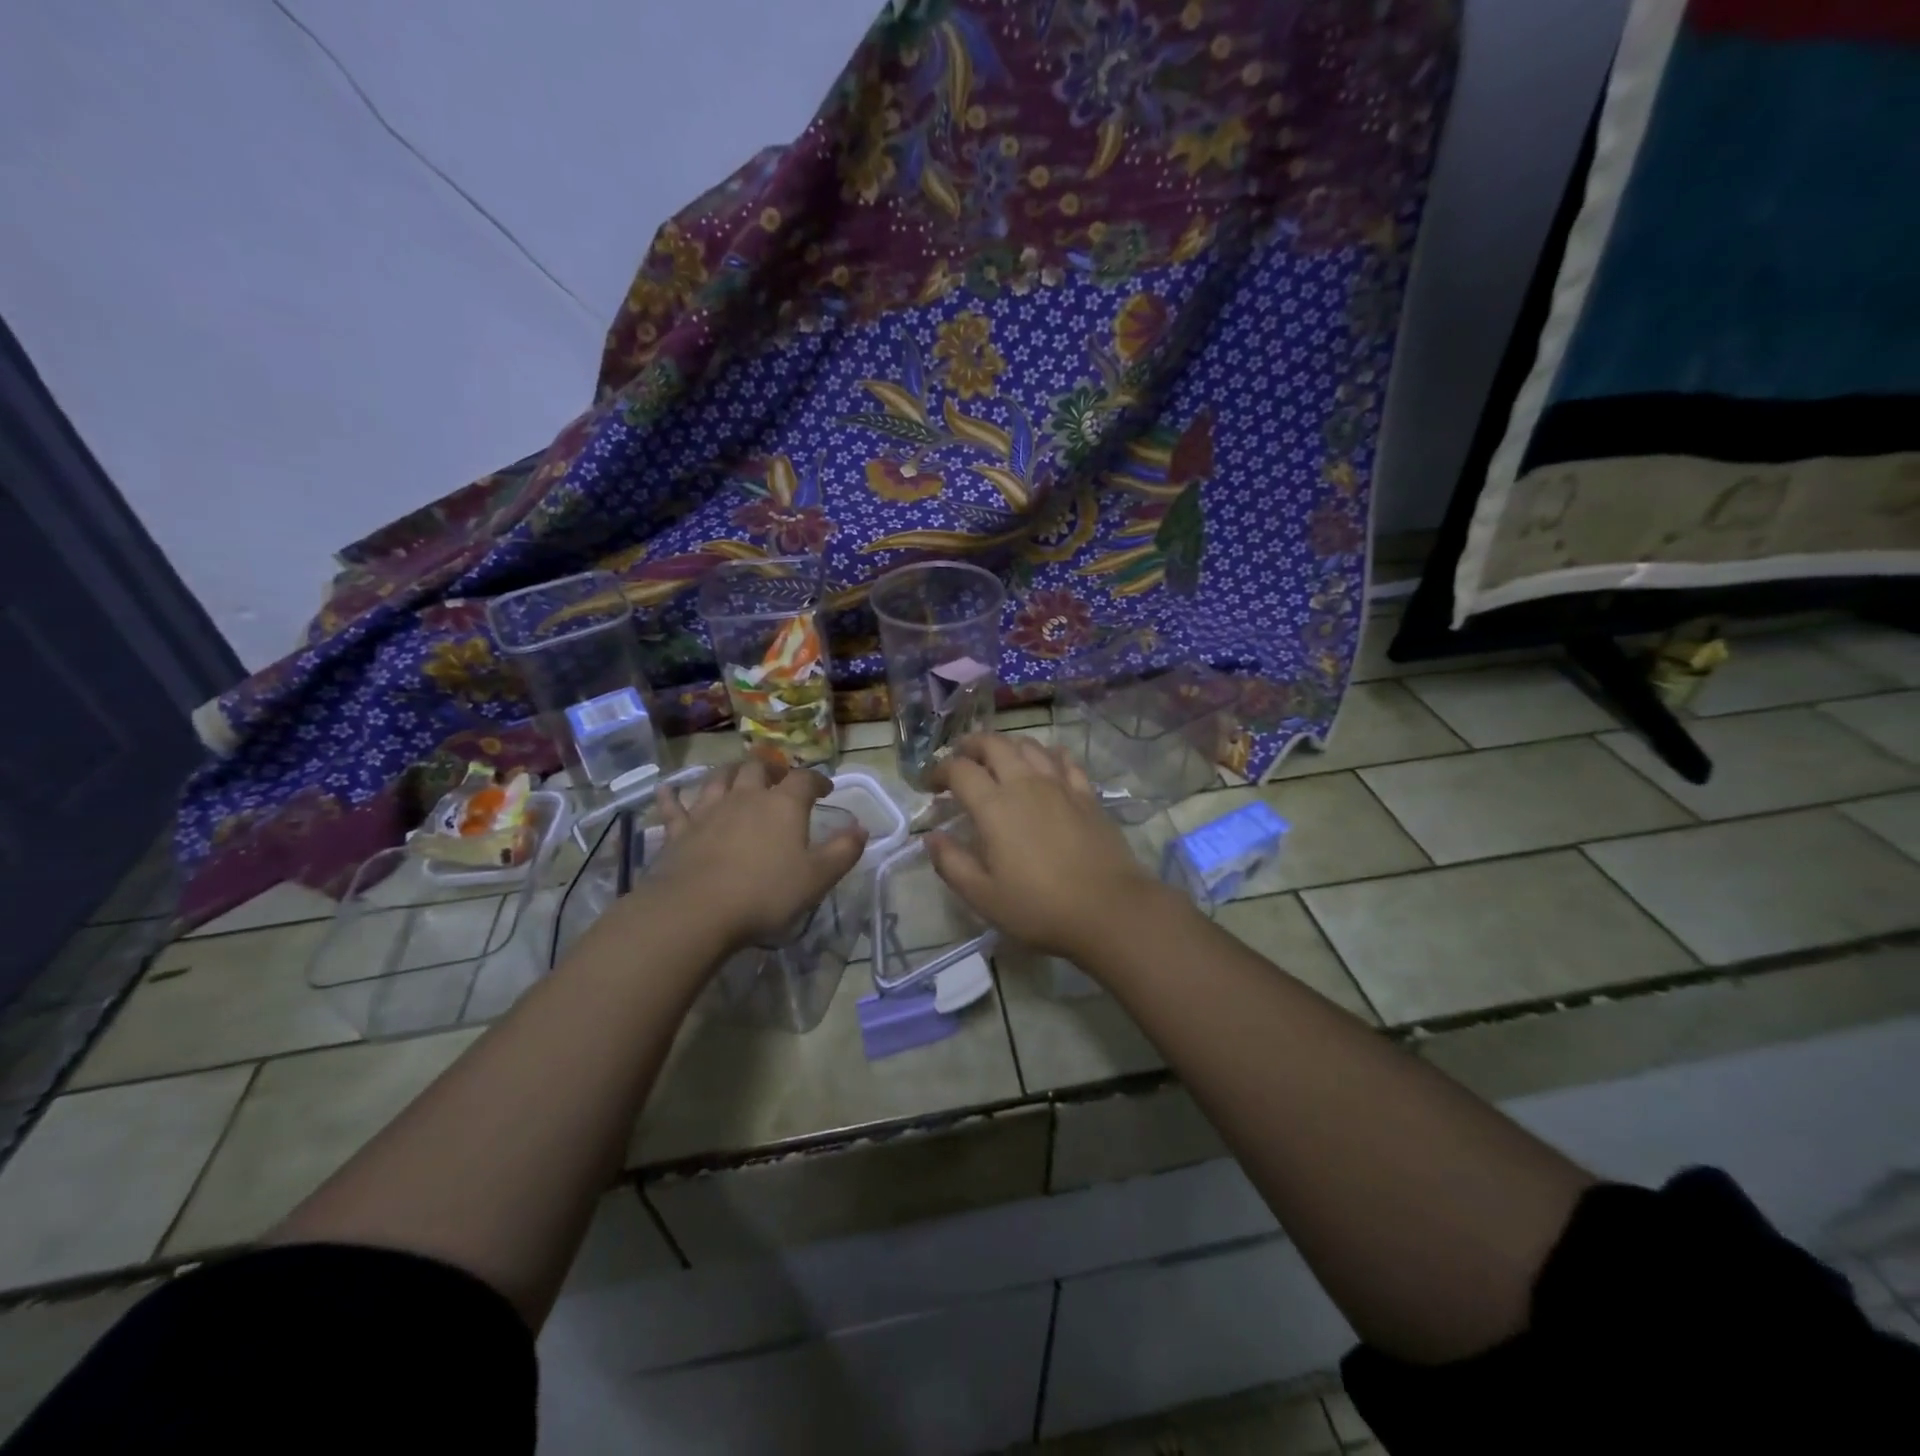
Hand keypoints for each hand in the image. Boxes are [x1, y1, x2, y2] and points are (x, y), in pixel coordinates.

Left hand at [647, 759, 866, 949]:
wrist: (696, 910)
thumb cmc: (765, 893)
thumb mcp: (817, 877)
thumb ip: (843, 851)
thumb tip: (862, 828)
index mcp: (783, 806)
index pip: (805, 779)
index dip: (818, 780)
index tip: (825, 789)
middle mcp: (746, 797)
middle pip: (758, 769)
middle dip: (771, 769)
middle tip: (778, 778)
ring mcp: (708, 811)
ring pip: (719, 778)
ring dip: (730, 772)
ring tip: (736, 775)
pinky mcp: (678, 831)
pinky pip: (673, 807)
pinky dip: (671, 796)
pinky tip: (666, 790)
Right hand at [926, 733, 1167, 959]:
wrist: (1108, 909)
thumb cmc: (1039, 907)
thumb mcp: (983, 896)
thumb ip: (951, 863)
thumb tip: (932, 837)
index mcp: (994, 806)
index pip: (959, 769)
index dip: (939, 770)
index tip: (931, 785)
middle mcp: (1025, 784)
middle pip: (994, 744)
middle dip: (971, 746)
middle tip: (960, 760)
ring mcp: (1060, 785)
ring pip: (1029, 745)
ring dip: (1007, 745)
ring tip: (998, 759)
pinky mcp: (1087, 794)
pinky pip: (1064, 759)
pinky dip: (1047, 754)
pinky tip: (1045, 764)